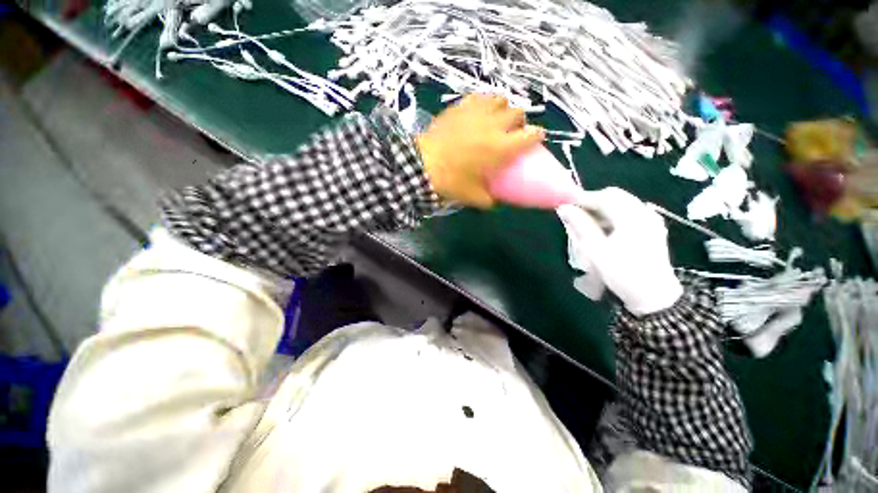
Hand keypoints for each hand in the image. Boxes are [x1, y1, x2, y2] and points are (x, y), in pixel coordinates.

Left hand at [417, 94, 544, 207]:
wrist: (423, 165)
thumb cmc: (452, 182)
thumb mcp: (474, 197)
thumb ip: (489, 199)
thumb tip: (494, 201)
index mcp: (502, 148)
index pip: (532, 135)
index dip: (537, 136)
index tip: (535, 140)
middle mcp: (495, 125)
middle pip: (519, 113)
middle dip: (520, 122)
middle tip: (512, 133)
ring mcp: (477, 112)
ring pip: (501, 99)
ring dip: (503, 109)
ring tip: (495, 120)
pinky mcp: (461, 106)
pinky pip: (480, 97)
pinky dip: (485, 103)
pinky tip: (478, 113)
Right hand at [557, 188, 682, 315]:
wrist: (654, 297)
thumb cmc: (623, 273)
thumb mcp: (596, 250)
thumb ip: (580, 225)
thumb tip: (564, 208)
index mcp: (633, 216)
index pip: (604, 196)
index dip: (583, 199)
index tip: (566, 207)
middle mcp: (644, 212)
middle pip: (614, 197)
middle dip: (592, 204)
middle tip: (575, 217)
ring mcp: (651, 220)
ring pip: (621, 204)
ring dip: (601, 211)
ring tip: (586, 225)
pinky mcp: (651, 228)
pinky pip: (628, 213)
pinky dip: (611, 217)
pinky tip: (603, 231)